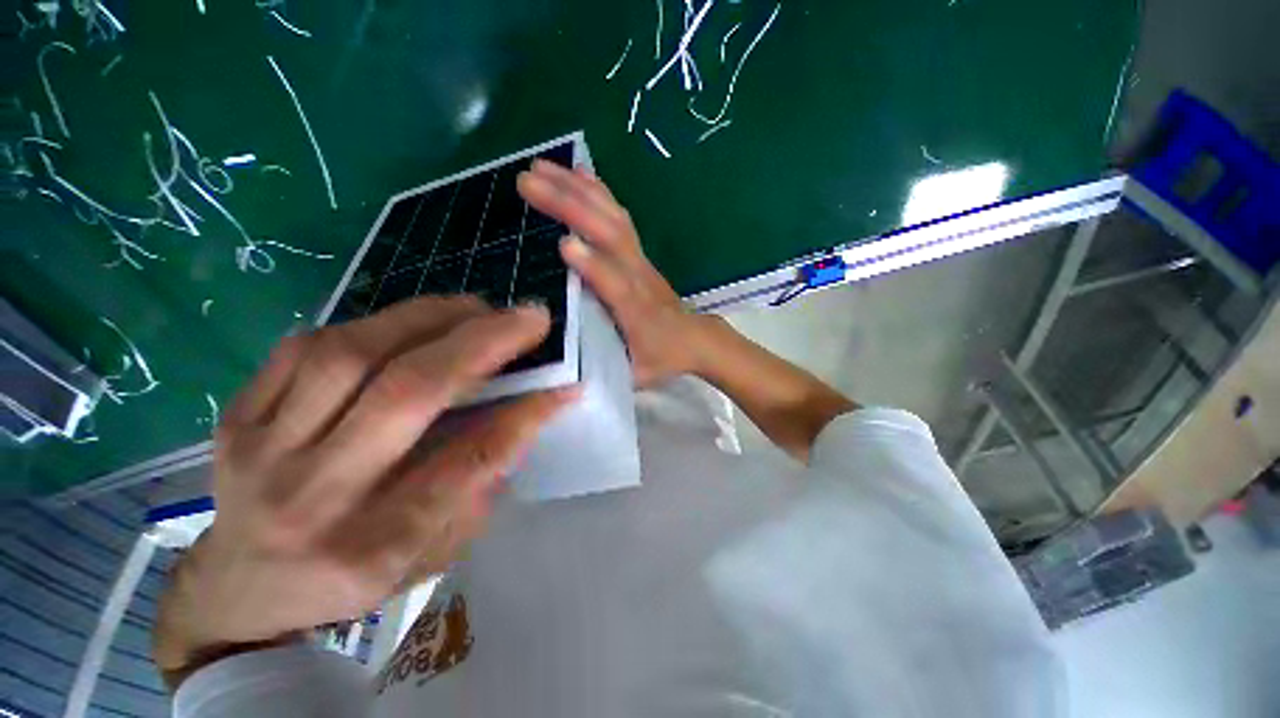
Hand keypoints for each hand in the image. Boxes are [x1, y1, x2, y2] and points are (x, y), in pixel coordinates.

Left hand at [154, 297, 577, 685]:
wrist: (238, 589)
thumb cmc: (352, 578)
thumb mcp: (433, 552)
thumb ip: (478, 483)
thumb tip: (521, 413)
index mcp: (376, 545)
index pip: (468, 461)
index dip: (525, 414)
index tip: (566, 383)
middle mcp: (316, 495)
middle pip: (407, 394)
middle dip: (483, 343)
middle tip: (530, 316)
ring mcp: (263, 450)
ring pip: (352, 354)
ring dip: (431, 318)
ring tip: (477, 306)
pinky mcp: (237, 416)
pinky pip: (307, 346)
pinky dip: (375, 323)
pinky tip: (414, 322)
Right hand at [517, 159, 713, 387]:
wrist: (696, 338)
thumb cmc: (663, 357)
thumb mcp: (635, 374)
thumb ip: (602, 371)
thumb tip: (560, 368)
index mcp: (638, 311)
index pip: (617, 284)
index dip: (594, 267)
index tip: (562, 245)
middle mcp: (639, 277)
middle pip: (609, 235)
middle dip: (570, 206)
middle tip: (526, 181)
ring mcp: (640, 259)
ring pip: (612, 217)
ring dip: (577, 188)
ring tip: (541, 166)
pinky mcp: (639, 252)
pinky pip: (619, 216)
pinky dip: (598, 191)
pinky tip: (578, 172)